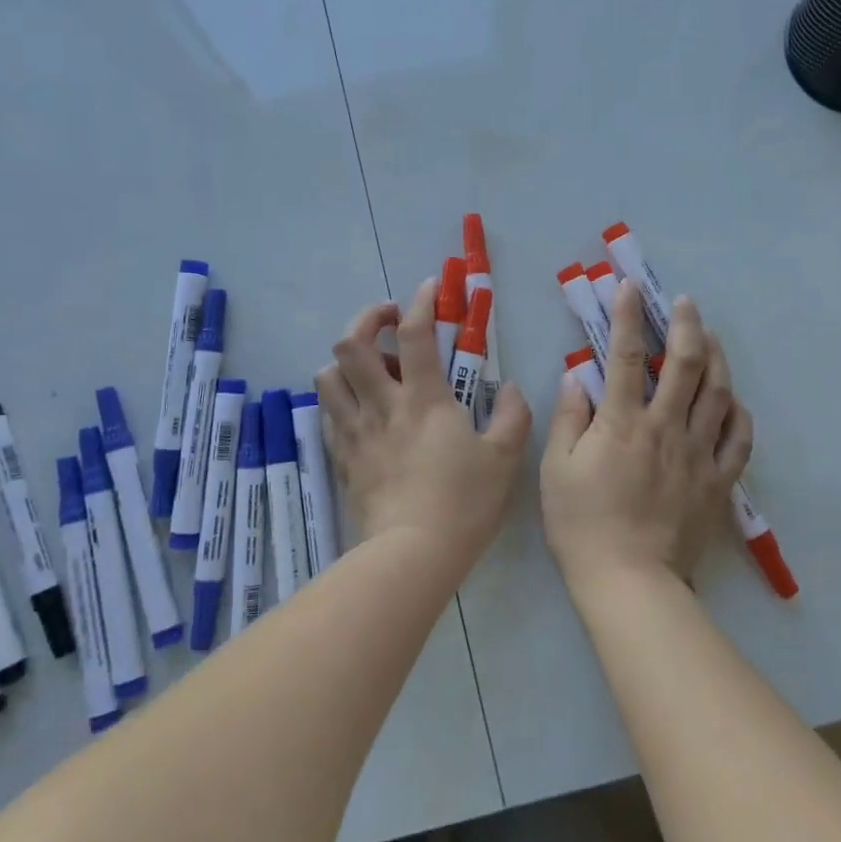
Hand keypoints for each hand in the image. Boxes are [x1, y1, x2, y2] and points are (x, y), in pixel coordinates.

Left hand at [315, 277, 531, 567]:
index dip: (419, 301)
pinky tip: (361, 408)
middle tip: (389, 320)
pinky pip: (329, 413)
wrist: (412, 555)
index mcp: (424, 399)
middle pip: (351, 344)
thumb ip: (513, 415)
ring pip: (327, 375)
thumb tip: (510, 388)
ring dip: (346, 360)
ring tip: (372, 368)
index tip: (430, 287)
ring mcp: (356, 431)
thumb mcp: (504, 458)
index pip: (413, 333)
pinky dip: (340, 398)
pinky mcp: (341, 456)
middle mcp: (382, 405)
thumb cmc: (463, 504)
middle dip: (366, 318)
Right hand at [541, 279, 752, 590]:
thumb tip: (576, 377)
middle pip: (686, 365)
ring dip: (717, 359)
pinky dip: (739, 413)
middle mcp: (666, 428)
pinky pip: (738, 440)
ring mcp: (698, 454)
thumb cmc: (583, 524)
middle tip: (686, 302)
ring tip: (712, 337)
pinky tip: (734, 400)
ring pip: (718, 394)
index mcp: (623, 423)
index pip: (627, 356)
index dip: (627, 317)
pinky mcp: (718, 482)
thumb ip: (568, 418)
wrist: (630, 582)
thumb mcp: (557, 469)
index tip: (630, 287)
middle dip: (686, 325)